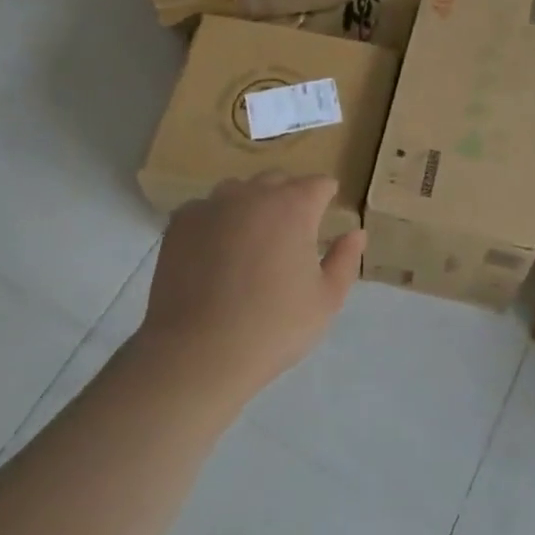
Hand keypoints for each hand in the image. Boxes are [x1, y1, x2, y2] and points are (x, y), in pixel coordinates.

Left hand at [133, 174, 364, 405]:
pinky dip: (215, 222)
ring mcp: (212, 206)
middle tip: (289, 236)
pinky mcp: (180, 224)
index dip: (325, 199)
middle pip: (278, 181)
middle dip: (288, 198)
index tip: (325, 217)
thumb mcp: (326, 300)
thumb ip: (345, 260)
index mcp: (294, 206)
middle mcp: (253, 194)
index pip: (319, 184)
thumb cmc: (273, 327)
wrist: (197, 353)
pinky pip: (205, 210)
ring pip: (238, 191)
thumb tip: (355, 233)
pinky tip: (214, 253)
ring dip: (250, 205)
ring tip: (249, 241)